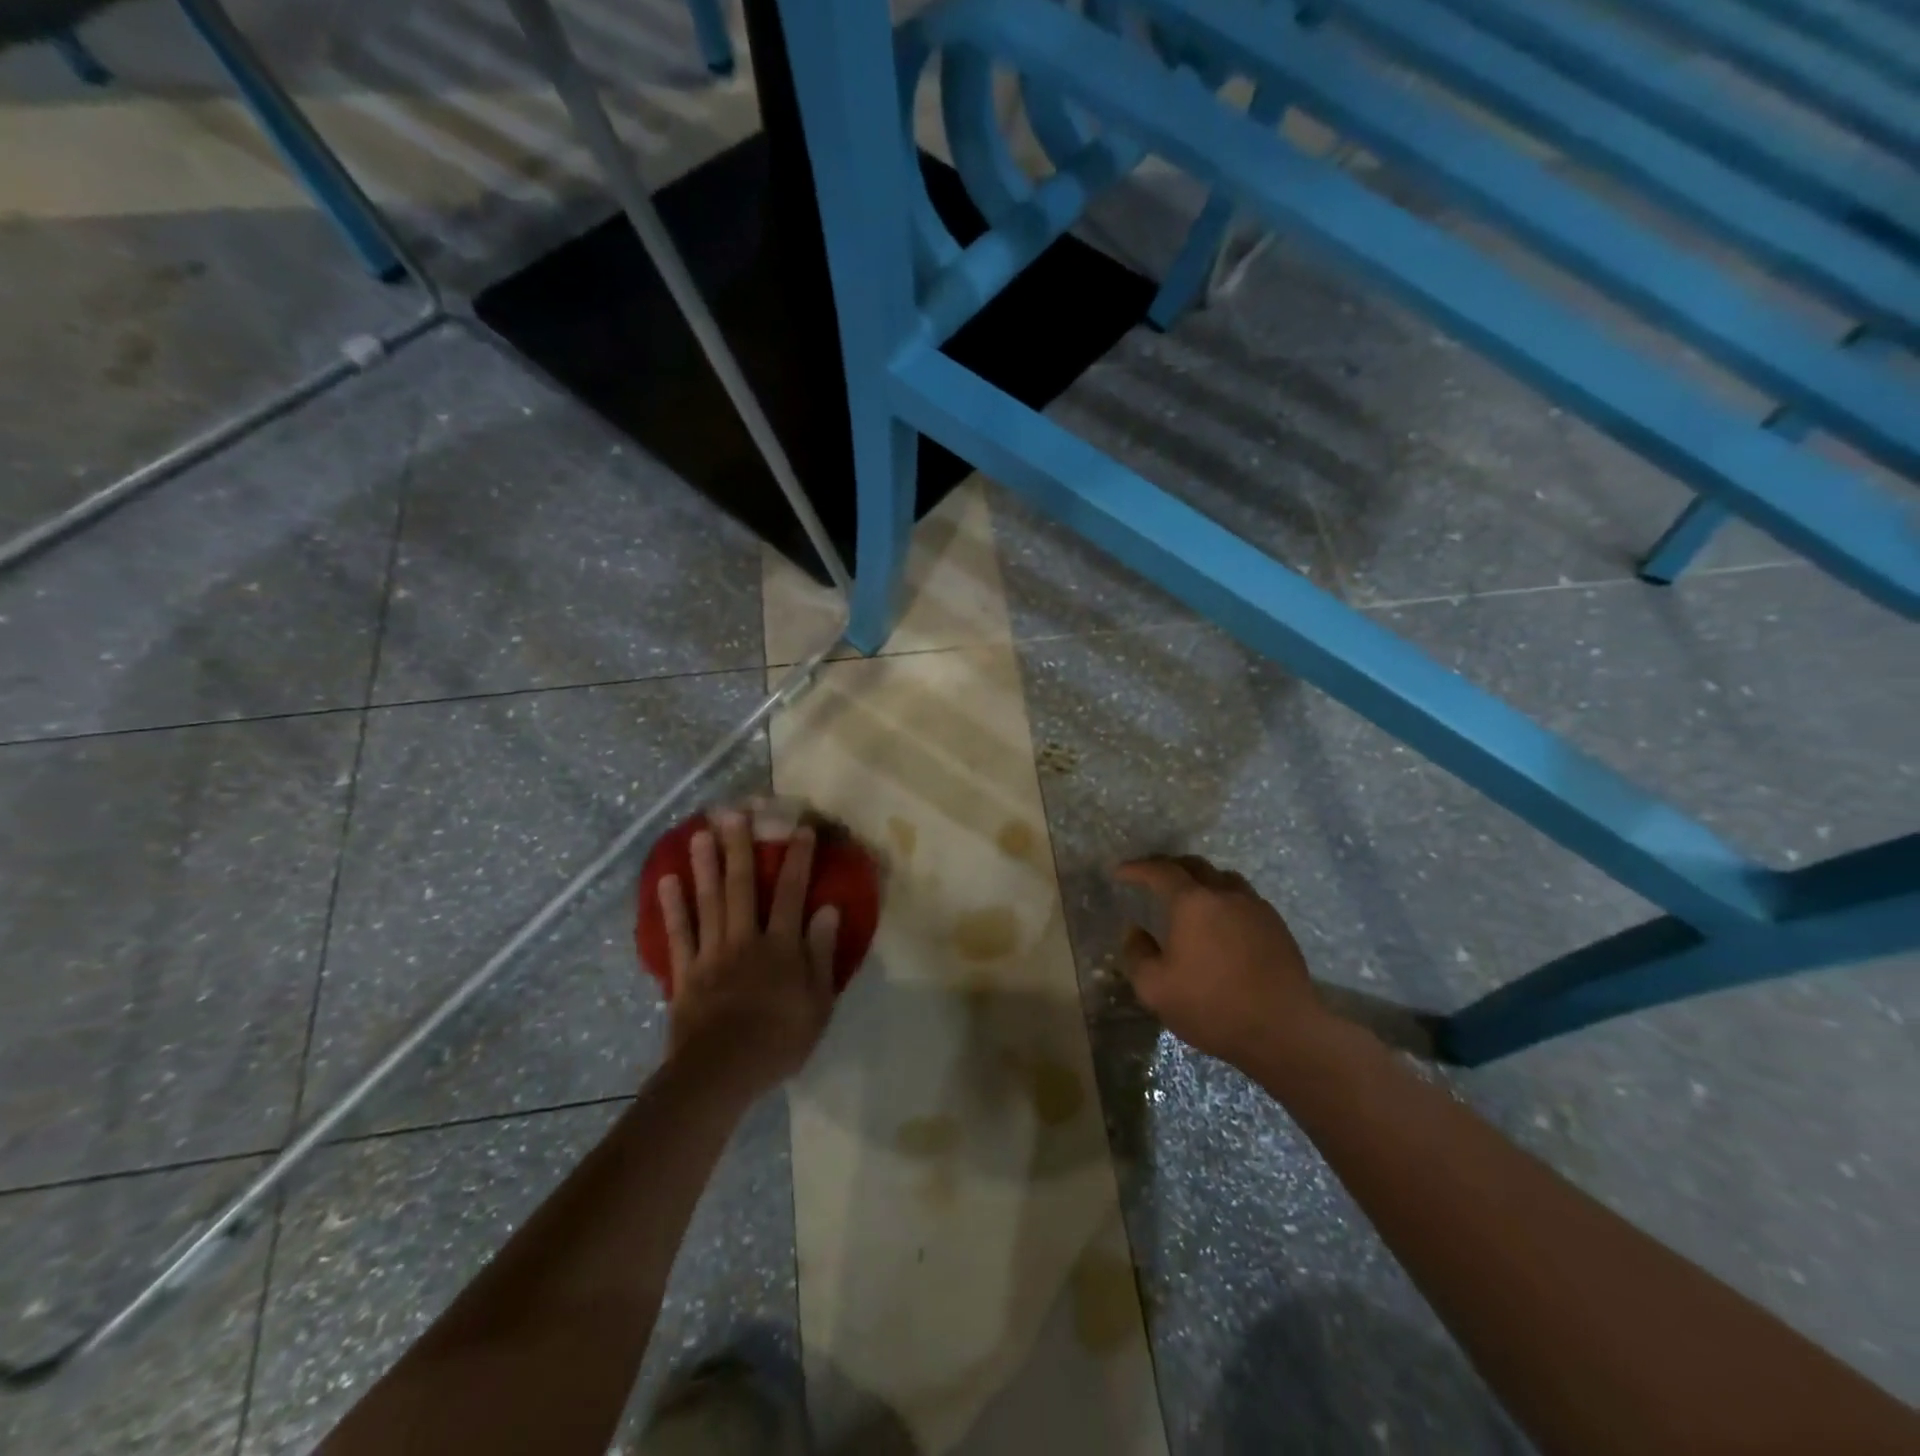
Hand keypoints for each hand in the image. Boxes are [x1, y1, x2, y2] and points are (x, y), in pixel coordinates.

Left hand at [657, 810, 840, 1095]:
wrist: (721, 1073)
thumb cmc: (779, 1040)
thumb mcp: (818, 1002)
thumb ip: (822, 953)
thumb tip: (828, 909)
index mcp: (780, 946)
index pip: (791, 893)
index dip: (796, 859)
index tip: (799, 828)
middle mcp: (745, 939)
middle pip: (742, 886)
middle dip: (739, 847)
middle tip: (733, 812)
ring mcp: (711, 954)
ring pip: (708, 902)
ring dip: (705, 865)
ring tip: (700, 832)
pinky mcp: (685, 973)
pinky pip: (679, 935)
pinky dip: (673, 907)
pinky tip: (668, 881)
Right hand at [1114, 855, 1335, 1070]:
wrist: (1283, 1031)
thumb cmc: (1212, 1007)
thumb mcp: (1155, 989)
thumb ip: (1137, 954)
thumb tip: (1136, 932)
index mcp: (1193, 903)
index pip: (1160, 871)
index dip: (1137, 868)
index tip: (1121, 873)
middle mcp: (1225, 895)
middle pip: (1195, 865)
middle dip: (1170, 866)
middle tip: (1153, 879)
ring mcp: (1256, 908)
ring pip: (1224, 878)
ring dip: (1202, 880)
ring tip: (1191, 897)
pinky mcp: (1277, 926)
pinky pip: (1245, 899)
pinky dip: (1226, 900)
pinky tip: (1223, 923)